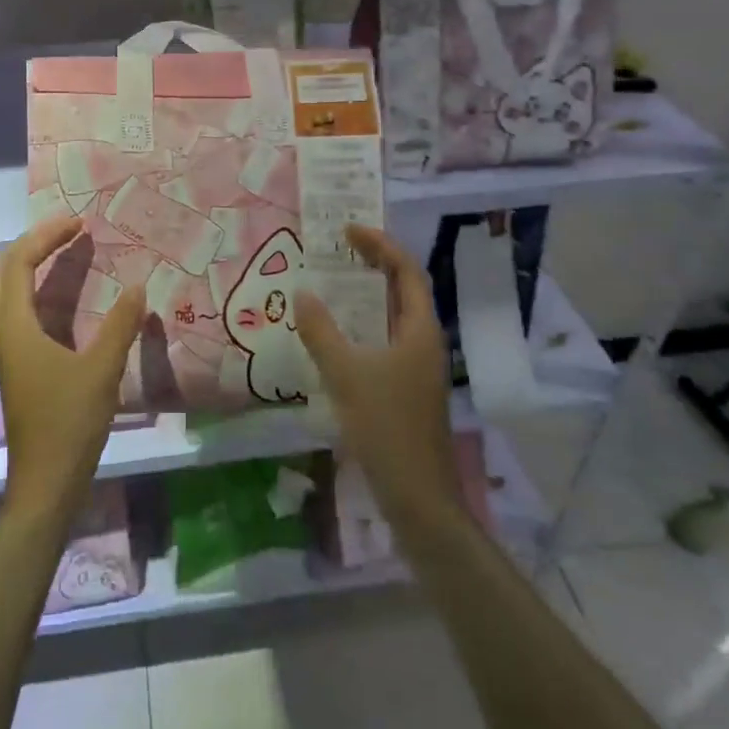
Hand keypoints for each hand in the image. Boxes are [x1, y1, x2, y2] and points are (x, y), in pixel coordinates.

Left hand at [0, 215, 146, 522]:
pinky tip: (68, 295)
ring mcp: (10, 349)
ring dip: (33, 264)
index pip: (19, 263)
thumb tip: (138, 286)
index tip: (79, 223)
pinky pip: (22, 311)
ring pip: (9, 292)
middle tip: (69, 230)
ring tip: (68, 250)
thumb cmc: (69, 424)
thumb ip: (120, 325)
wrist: (46, 482)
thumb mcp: (101, 371)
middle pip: (4, 271)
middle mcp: (5, 332)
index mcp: (16, 328)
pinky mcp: (20, 364)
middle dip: (34, 243)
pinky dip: (40, 290)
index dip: (46, 237)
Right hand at [294, 224, 463, 527]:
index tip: (347, 230)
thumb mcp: (346, 375)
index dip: (379, 245)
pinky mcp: (408, 389)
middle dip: (374, 264)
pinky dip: (364, 325)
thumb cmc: (386, 428)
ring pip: (394, 317)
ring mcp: (419, 368)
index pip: (406, 271)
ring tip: (334, 282)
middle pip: (404, 289)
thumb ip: (321, 331)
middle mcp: (425, 342)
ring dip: (368, 295)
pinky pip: (386, 340)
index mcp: (420, 330)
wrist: (418, 498)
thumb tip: (302, 293)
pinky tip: (338, 336)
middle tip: (339, 248)